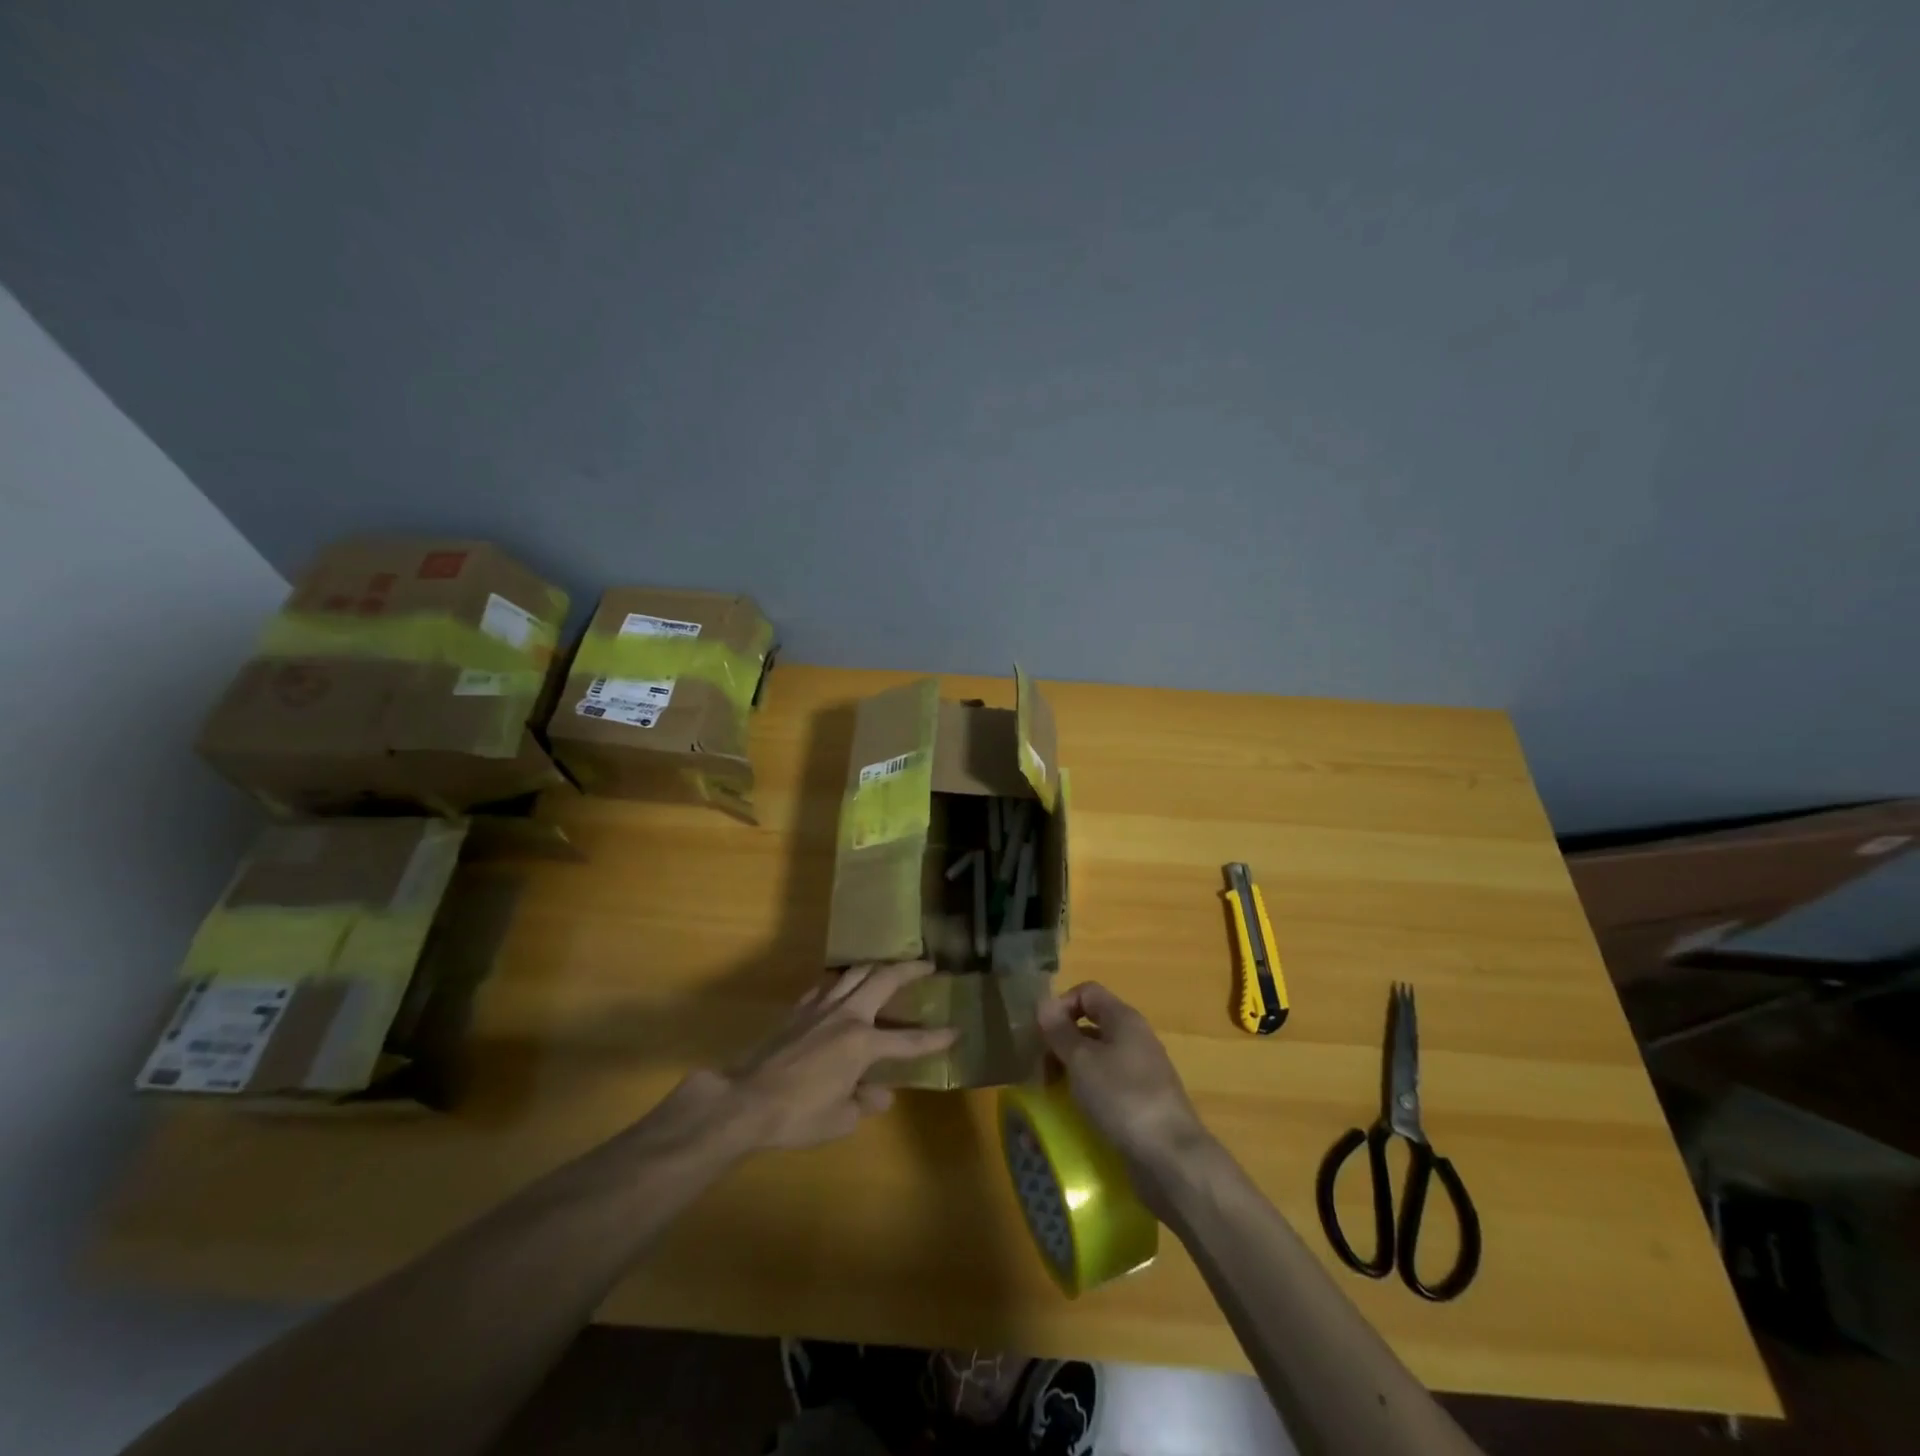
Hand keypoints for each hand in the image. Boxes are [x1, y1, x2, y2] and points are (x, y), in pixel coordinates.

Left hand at [674, 962, 957, 1151]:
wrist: (746, 1100)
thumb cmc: (798, 1114)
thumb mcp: (840, 1118)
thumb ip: (865, 1101)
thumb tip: (880, 1093)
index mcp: (863, 1043)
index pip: (909, 1041)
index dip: (935, 1038)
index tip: (956, 1030)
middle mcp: (846, 1015)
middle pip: (883, 979)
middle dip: (909, 969)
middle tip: (927, 964)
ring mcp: (819, 1007)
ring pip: (853, 972)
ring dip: (875, 966)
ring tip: (886, 967)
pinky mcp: (798, 1009)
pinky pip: (826, 985)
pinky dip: (841, 981)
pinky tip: (841, 987)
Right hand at [1037, 982, 1213, 1213]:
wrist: (1171, 1158)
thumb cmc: (1122, 1098)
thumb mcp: (1082, 1061)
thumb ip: (1060, 1031)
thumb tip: (1042, 1002)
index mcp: (1124, 1019)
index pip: (1087, 992)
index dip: (1061, 1005)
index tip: (1041, 1034)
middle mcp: (1135, 1039)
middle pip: (1090, 1026)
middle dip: (1061, 1043)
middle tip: (1041, 1070)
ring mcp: (1141, 1072)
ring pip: (1097, 1059)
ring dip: (1071, 1071)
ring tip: (1052, 1095)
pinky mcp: (1142, 1103)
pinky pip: (1107, 1087)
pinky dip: (1088, 1093)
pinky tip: (1075, 1115)